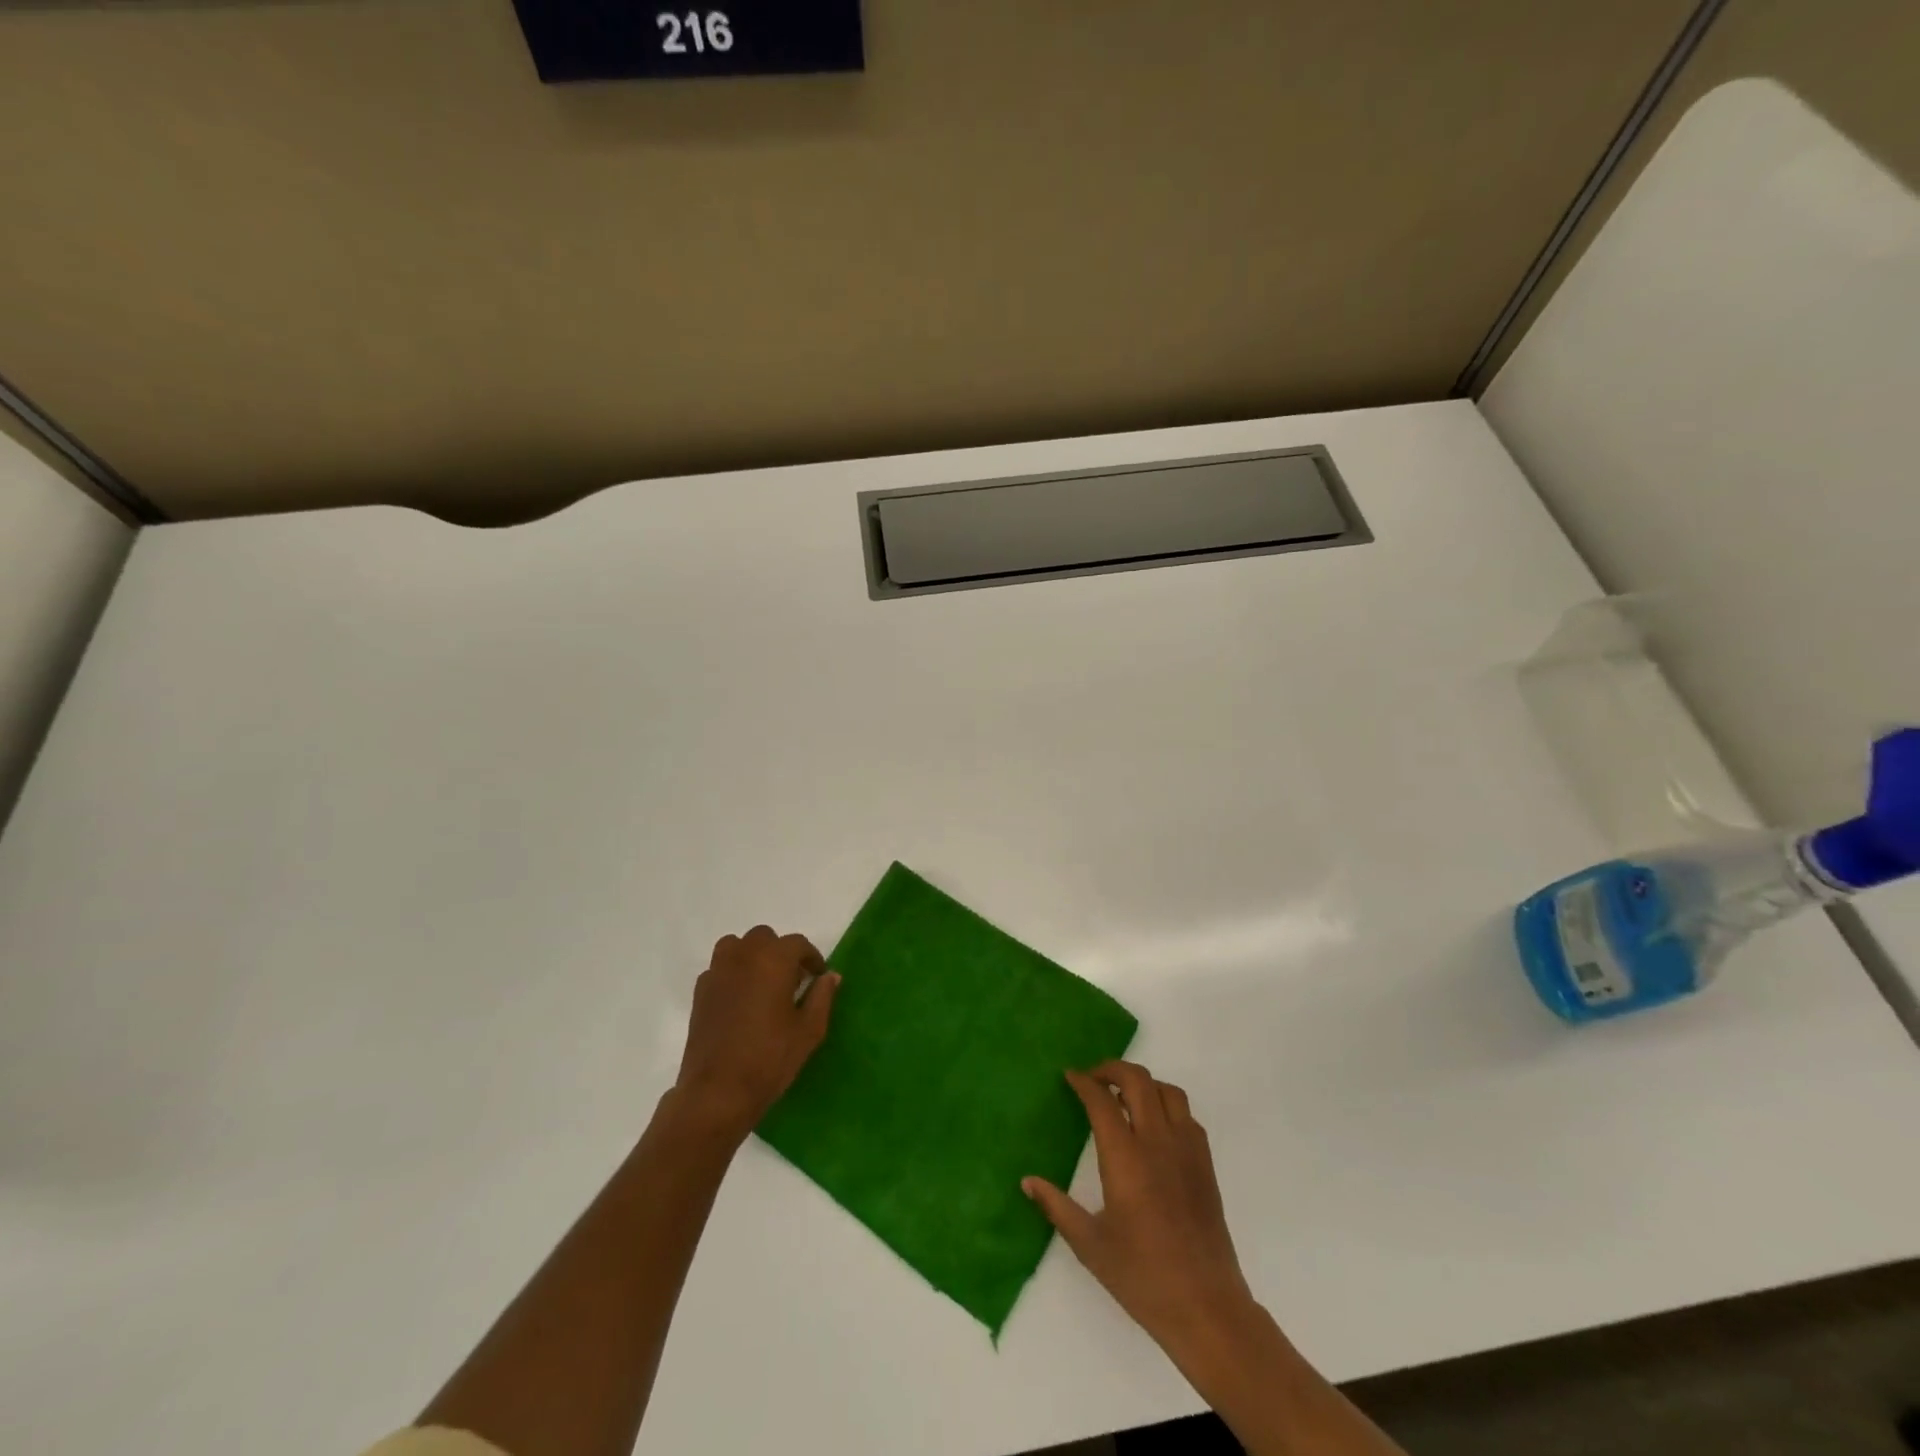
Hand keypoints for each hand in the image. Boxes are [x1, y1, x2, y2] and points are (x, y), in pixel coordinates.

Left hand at [672, 925, 839, 1142]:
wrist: (718, 1091)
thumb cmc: (770, 1058)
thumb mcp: (809, 1030)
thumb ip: (822, 996)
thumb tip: (830, 976)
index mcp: (773, 960)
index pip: (797, 944)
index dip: (811, 958)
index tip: (817, 977)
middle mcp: (743, 956)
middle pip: (765, 938)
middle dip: (780, 953)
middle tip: (791, 981)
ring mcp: (717, 972)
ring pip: (736, 946)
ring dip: (752, 956)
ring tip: (762, 983)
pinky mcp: (700, 992)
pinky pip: (719, 968)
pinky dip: (732, 974)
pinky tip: (740, 1000)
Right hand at [1024, 1061, 1255, 1355]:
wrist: (1206, 1307)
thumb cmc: (1142, 1277)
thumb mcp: (1090, 1244)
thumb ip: (1057, 1206)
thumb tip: (1027, 1181)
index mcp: (1125, 1158)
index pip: (1102, 1100)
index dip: (1083, 1082)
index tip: (1069, 1076)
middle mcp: (1157, 1142)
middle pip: (1138, 1080)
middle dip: (1112, 1069)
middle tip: (1093, 1079)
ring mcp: (1186, 1150)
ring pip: (1167, 1090)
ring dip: (1143, 1083)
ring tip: (1124, 1097)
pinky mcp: (1205, 1164)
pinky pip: (1187, 1115)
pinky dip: (1167, 1105)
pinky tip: (1154, 1126)